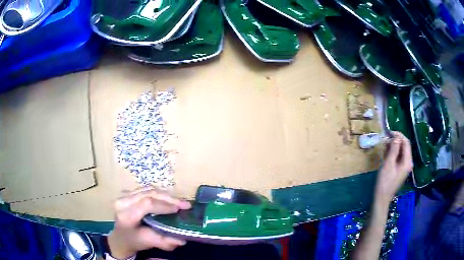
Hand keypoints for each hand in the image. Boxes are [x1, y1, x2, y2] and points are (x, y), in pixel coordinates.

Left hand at [107, 187, 190, 258]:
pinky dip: (159, 195)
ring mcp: (124, 195)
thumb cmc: (133, 241)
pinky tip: (168, 200)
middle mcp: (123, 201)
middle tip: (185, 204)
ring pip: (148, 189)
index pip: (147, 204)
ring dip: (165, 195)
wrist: (120, 237)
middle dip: (169, 198)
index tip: (180, 209)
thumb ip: (164, 241)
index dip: (164, 205)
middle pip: (148, 193)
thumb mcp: (148, 242)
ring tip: (179, 202)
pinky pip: (146, 190)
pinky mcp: (127, 193)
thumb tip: (182, 239)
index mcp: (126, 215)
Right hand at [375, 131, 412, 203]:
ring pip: (401, 151)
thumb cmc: (385, 182)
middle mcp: (408, 162)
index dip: (398, 135)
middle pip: (404, 146)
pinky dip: (393, 153)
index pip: (406, 142)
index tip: (389, 132)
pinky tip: (386, 153)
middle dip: (396, 141)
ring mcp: (404, 166)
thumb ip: (393, 150)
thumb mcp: (388, 164)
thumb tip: (395, 137)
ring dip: (393, 147)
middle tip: (385, 139)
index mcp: (407, 161)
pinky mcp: (400, 169)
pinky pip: (398, 157)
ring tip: (384, 145)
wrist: (381, 198)